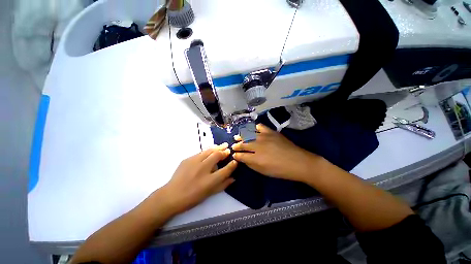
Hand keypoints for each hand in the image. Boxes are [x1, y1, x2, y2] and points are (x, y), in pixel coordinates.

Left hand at [160, 143, 237, 214]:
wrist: (171, 195)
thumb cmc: (192, 198)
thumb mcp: (209, 194)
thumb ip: (223, 185)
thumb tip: (233, 178)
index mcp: (209, 181)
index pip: (225, 170)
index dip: (232, 165)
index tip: (235, 161)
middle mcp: (203, 169)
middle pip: (217, 156)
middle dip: (224, 152)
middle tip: (228, 149)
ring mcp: (194, 163)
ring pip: (209, 151)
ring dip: (217, 148)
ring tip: (223, 145)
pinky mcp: (187, 159)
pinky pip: (201, 152)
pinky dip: (208, 151)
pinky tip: (210, 150)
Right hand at [231, 124, 321, 182]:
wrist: (298, 162)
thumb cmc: (280, 170)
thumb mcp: (263, 171)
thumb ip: (251, 164)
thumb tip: (243, 159)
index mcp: (255, 158)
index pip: (241, 155)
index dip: (236, 155)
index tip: (234, 155)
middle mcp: (257, 145)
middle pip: (243, 144)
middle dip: (237, 145)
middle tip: (234, 146)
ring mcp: (264, 137)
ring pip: (248, 134)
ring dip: (241, 136)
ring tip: (237, 136)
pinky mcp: (270, 132)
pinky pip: (259, 127)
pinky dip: (253, 127)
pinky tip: (250, 129)